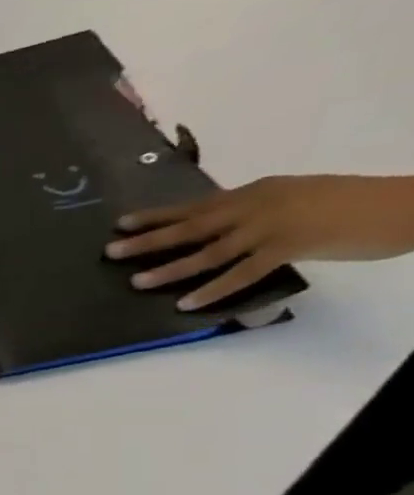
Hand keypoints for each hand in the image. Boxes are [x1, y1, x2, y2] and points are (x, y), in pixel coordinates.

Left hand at [105, 174, 413, 309]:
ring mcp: (271, 226)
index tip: (120, 224)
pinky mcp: (290, 247)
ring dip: (170, 269)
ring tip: (137, 281)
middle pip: (190, 226)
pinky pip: (241, 273)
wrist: (407, 203)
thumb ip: (250, 211)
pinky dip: (212, 289)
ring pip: (208, 251)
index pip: (194, 206)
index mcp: (254, 192)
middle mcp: (255, 205)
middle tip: (110, 251)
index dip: (156, 216)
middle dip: (148, 239)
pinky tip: (185, 303)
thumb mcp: (290, 198)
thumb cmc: (347, 203)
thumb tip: (214, 229)